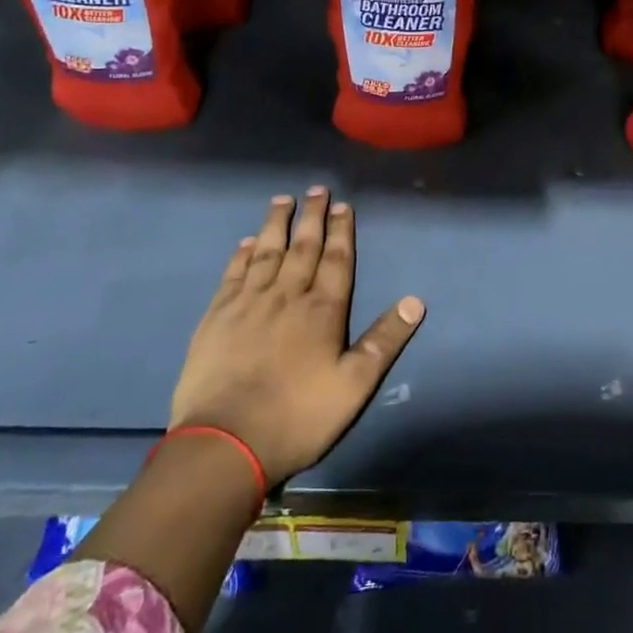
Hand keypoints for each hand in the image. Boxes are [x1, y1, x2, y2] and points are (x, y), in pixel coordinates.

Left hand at [168, 189, 423, 485]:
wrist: (225, 443)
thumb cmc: (297, 417)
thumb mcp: (354, 386)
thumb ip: (384, 341)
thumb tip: (416, 301)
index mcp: (322, 311)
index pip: (336, 260)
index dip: (341, 231)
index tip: (343, 205)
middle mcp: (286, 296)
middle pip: (302, 247)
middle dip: (312, 217)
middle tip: (316, 189)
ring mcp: (248, 304)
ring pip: (266, 253)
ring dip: (276, 225)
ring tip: (282, 200)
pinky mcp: (217, 318)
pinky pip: (233, 275)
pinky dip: (241, 255)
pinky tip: (246, 242)